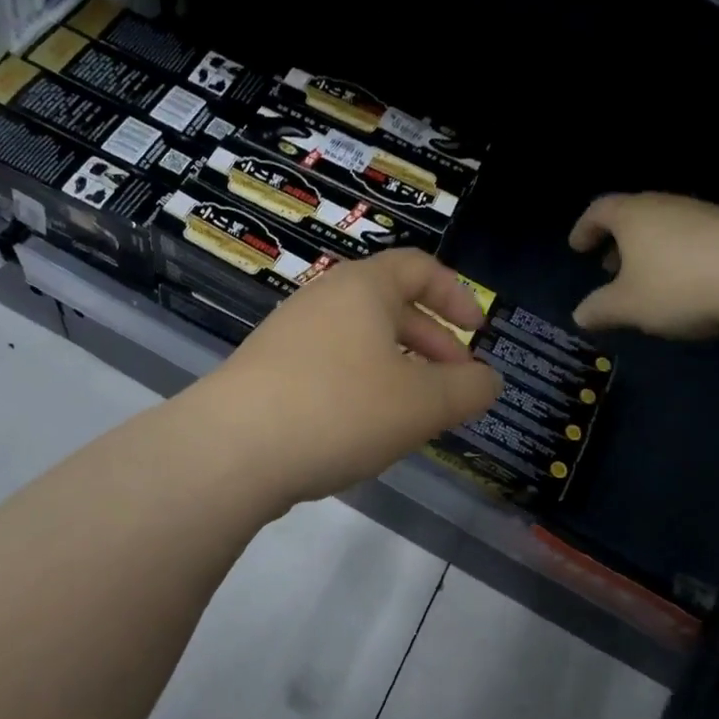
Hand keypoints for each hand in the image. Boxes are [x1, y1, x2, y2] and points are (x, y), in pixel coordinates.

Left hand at [196, 250, 501, 504]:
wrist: (230, 449)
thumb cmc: (339, 410)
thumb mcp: (422, 404)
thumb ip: (467, 390)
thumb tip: (488, 381)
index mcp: (363, 288)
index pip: (420, 268)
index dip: (457, 296)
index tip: (478, 333)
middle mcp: (323, 300)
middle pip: (391, 306)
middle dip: (433, 343)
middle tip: (456, 384)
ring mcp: (289, 336)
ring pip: (360, 342)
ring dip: (398, 370)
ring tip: (416, 414)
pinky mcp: (267, 373)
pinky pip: (330, 368)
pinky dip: (361, 388)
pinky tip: (365, 430)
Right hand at [568, 193, 718, 337]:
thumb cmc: (679, 286)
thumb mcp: (629, 306)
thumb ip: (600, 309)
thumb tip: (580, 314)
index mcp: (634, 215)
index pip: (600, 210)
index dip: (585, 228)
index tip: (577, 248)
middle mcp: (668, 206)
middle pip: (635, 216)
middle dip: (618, 242)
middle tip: (609, 268)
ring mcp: (705, 215)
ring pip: (666, 228)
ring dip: (649, 252)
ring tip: (646, 282)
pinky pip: (693, 240)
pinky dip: (678, 258)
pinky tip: (684, 286)